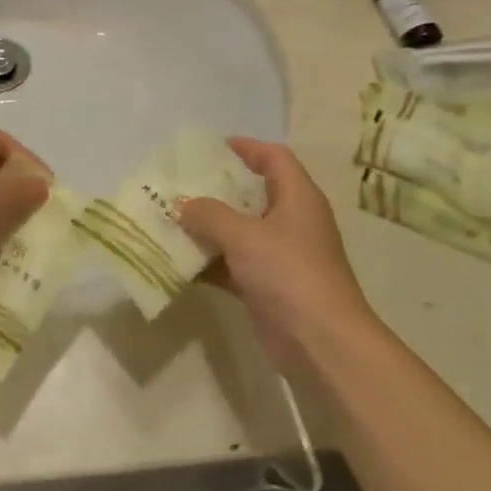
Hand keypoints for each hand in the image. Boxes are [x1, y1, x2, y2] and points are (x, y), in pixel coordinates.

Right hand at [179, 138, 374, 364]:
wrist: (322, 343)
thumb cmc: (289, 273)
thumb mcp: (244, 235)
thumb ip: (209, 214)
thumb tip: (183, 205)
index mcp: (297, 197)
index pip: (274, 158)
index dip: (245, 147)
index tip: (209, 148)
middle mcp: (291, 221)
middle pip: (252, 193)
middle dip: (216, 189)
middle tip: (179, 184)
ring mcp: (280, 256)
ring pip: (238, 231)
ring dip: (207, 228)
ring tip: (169, 219)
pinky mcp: (267, 286)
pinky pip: (232, 264)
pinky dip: (209, 262)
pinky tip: (177, 261)